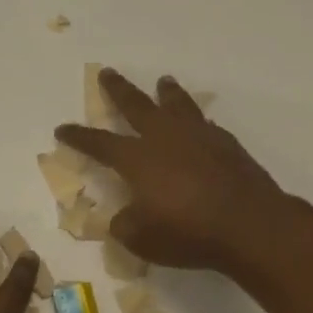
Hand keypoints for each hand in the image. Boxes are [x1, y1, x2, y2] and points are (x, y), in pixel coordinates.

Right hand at [56, 69, 293, 274]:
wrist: (250, 225)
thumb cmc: (188, 233)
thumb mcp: (142, 239)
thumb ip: (125, 224)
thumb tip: (122, 218)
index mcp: (137, 159)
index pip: (99, 142)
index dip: (79, 136)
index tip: (63, 128)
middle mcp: (164, 138)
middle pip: (136, 105)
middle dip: (118, 89)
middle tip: (107, 73)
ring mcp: (198, 136)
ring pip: (176, 104)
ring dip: (166, 92)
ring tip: (163, 81)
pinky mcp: (226, 144)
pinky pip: (205, 124)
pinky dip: (196, 120)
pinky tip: (199, 124)